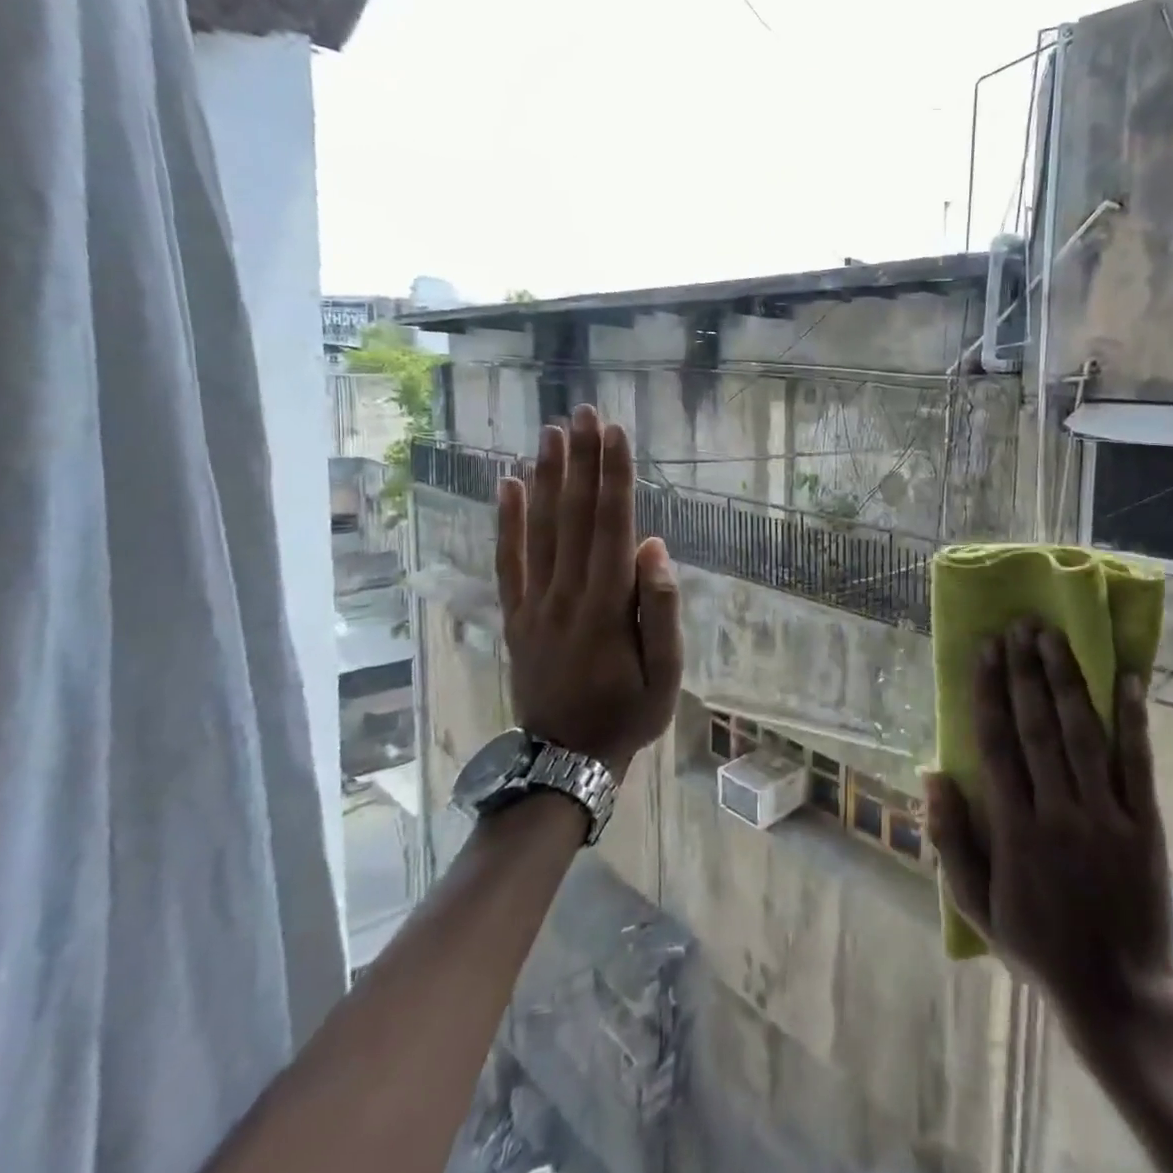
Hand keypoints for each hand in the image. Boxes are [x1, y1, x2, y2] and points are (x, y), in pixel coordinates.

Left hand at [496, 406, 682, 776]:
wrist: (565, 760)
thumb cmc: (628, 715)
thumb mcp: (666, 676)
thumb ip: (660, 610)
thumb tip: (653, 547)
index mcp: (606, 606)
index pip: (611, 525)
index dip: (614, 477)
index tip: (616, 433)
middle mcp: (566, 593)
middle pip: (573, 515)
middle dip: (581, 461)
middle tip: (584, 412)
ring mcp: (534, 603)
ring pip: (539, 529)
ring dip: (546, 477)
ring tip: (551, 433)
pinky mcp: (516, 615)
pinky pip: (508, 561)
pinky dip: (506, 522)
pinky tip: (507, 485)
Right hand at [926, 619, 1172, 1033]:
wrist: (1117, 993)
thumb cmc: (1037, 944)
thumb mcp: (975, 904)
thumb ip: (949, 840)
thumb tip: (931, 775)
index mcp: (1014, 829)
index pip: (996, 744)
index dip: (989, 691)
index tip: (985, 649)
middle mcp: (1058, 812)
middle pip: (1038, 726)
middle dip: (1025, 671)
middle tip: (1019, 625)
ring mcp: (1105, 815)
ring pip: (1082, 733)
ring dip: (1066, 680)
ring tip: (1053, 636)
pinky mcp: (1144, 824)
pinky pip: (1138, 763)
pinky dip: (1133, 719)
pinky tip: (1129, 680)